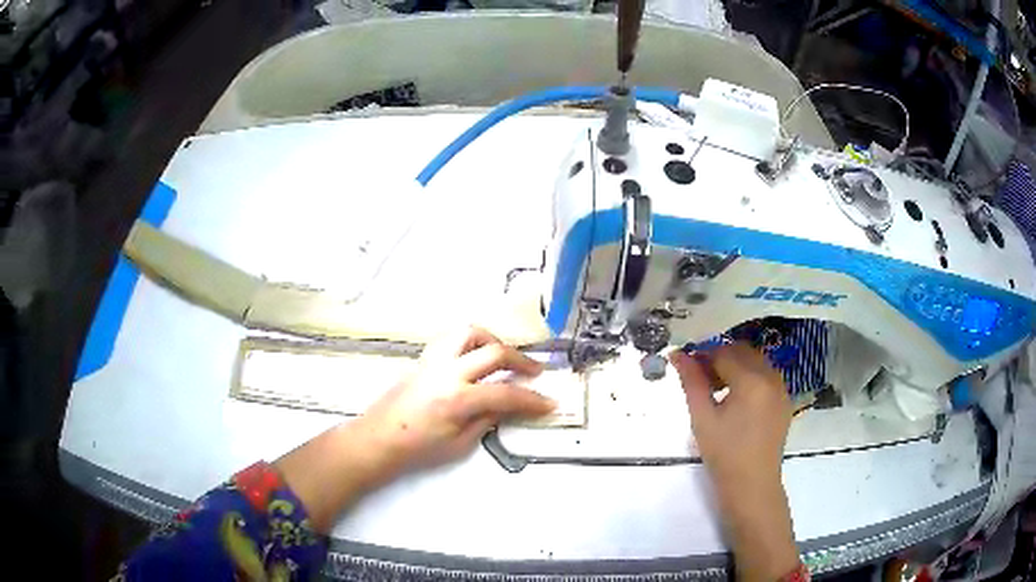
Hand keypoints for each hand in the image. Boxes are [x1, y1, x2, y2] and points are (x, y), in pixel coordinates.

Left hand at [357, 326, 555, 471]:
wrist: (379, 438)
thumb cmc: (419, 449)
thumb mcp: (460, 444)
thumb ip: (487, 420)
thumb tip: (509, 404)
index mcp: (457, 399)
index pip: (506, 394)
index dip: (532, 399)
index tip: (549, 402)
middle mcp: (447, 372)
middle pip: (494, 352)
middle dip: (521, 361)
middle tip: (535, 372)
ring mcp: (433, 360)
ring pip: (469, 332)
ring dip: (493, 341)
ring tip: (503, 357)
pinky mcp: (423, 358)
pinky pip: (451, 338)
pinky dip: (470, 342)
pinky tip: (475, 357)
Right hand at [669, 343, 798, 581]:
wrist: (752, 484)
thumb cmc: (724, 454)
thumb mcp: (702, 418)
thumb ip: (691, 382)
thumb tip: (677, 354)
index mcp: (751, 380)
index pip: (723, 353)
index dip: (702, 356)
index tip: (686, 367)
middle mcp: (771, 377)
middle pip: (742, 352)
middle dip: (719, 357)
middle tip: (699, 378)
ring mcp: (781, 388)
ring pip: (755, 361)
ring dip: (735, 365)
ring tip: (716, 389)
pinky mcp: (784, 400)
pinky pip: (766, 376)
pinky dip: (749, 377)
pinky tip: (736, 399)